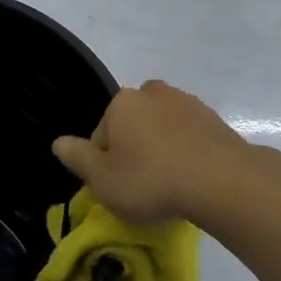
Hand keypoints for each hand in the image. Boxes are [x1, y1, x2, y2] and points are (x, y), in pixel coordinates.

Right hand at [53, 80, 252, 225]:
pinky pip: (190, 136)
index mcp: (122, 102)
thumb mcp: (103, 180)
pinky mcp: (215, 119)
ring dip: (162, 149)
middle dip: (135, 149)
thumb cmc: (152, 180)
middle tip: (143, 186)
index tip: (119, 188)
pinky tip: (193, 179)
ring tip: (171, 184)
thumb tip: (58, 142)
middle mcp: (152, 92)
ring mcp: (187, 103)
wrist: (223, 181)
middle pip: (133, 125)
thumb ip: (78, 158)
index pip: (102, 134)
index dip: (105, 164)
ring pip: (162, 128)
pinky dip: (188, 152)